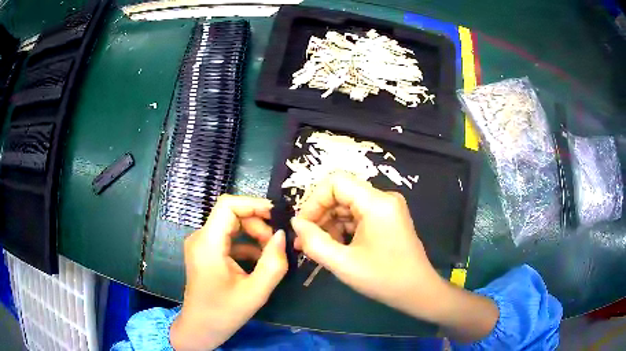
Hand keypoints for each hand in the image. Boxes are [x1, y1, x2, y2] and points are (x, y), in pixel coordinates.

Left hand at [170, 195, 287, 349]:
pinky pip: (228, 238)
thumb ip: (273, 263)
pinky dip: (246, 244)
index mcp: (208, 244)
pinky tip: (260, 260)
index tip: (277, 215)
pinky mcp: (206, 252)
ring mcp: (201, 244)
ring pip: (232, 225)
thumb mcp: (255, 292)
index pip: (227, 205)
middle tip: (276, 244)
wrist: (200, 328)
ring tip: (271, 253)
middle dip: (258, 224)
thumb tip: (283, 235)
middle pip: (231, 214)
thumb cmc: (224, 313)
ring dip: (254, 234)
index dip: (253, 204)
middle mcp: (201, 238)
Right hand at [291, 173, 497, 341]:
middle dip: (319, 215)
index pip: (335, 182)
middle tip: (304, 241)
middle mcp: (383, 198)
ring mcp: (387, 208)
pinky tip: (334, 247)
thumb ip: (314, 241)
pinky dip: (342, 228)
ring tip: (316, 247)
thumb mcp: (343, 263)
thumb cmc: (383, 279)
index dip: (313, 200)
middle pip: (341, 193)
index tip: (302, 226)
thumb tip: (295, 223)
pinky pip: (358, 215)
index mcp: (376, 202)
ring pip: (347, 205)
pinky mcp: (387, 219)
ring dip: (329, 224)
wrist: (418, 292)